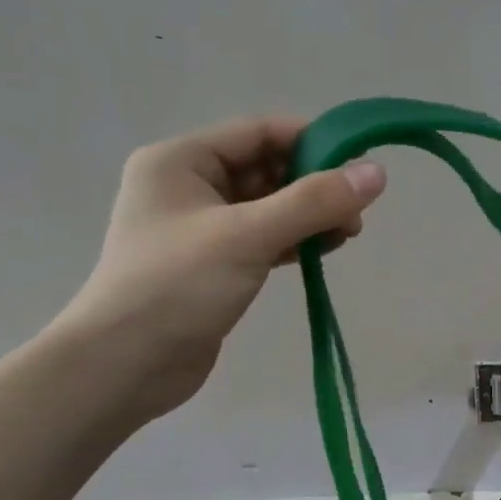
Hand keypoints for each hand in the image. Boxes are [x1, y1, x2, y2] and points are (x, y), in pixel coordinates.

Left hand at [50, 116, 385, 418]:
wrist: (123, 367)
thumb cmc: (177, 286)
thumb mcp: (248, 235)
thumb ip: (314, 201)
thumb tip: (377, 172)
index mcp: (180, 161)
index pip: (258, 132)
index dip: (311, 140)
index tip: (359, 162)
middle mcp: (187, 186)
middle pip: (265, 169)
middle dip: (314, 185)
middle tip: (358, 210)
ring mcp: (199, 228)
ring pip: (268, 207)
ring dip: (309, 215)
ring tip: (349, 233)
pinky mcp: (213, 265)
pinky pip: (262, 239)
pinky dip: (294, 241)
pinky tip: (324, 251)